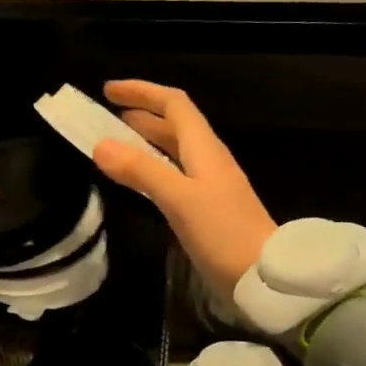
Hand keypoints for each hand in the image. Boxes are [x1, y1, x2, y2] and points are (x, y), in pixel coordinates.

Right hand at [91, 80, 276, 296]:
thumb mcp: (179, 199)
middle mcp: (209, 159)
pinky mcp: (209, 208)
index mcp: (204, 148)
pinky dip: (153, 167)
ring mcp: (210, 184)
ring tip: (117, 142)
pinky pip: (175, 175)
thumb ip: (141, 170)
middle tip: (107, 116)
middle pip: (174, 125)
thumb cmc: (223, 233)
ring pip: (174, 150)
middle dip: (142, 114)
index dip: (143, 92)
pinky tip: (140, 181)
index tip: (109, 90)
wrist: (264, 276)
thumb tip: (100, 145)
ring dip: (146, 140)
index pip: (174, 104)